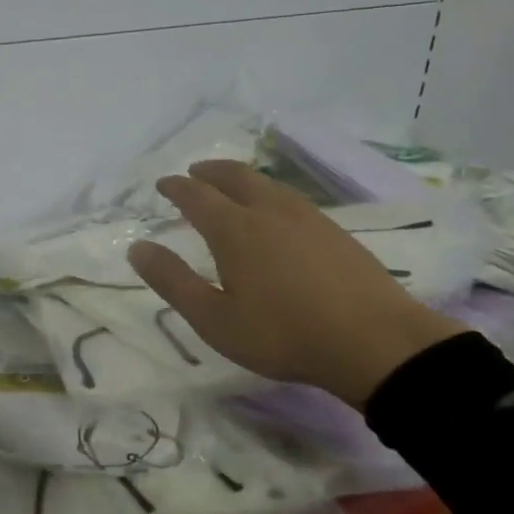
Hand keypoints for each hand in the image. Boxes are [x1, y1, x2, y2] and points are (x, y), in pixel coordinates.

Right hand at [126, 161, 463, 407]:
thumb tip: (137, 248)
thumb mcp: (215, 319)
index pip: (196, 195)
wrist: (376, 342)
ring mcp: (306, 216)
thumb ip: (173, 281)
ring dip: (239, 178)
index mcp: (234, 228)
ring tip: (229, 186)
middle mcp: (268, 210)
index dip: (176, 187)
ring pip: (265, 183)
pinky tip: (274, 212)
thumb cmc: (284, 334)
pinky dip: (267, 193)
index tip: (163, 184)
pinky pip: (288, 197)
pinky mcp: (334, 230)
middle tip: (194, 173)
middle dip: (209, 171)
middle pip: (233, 175)